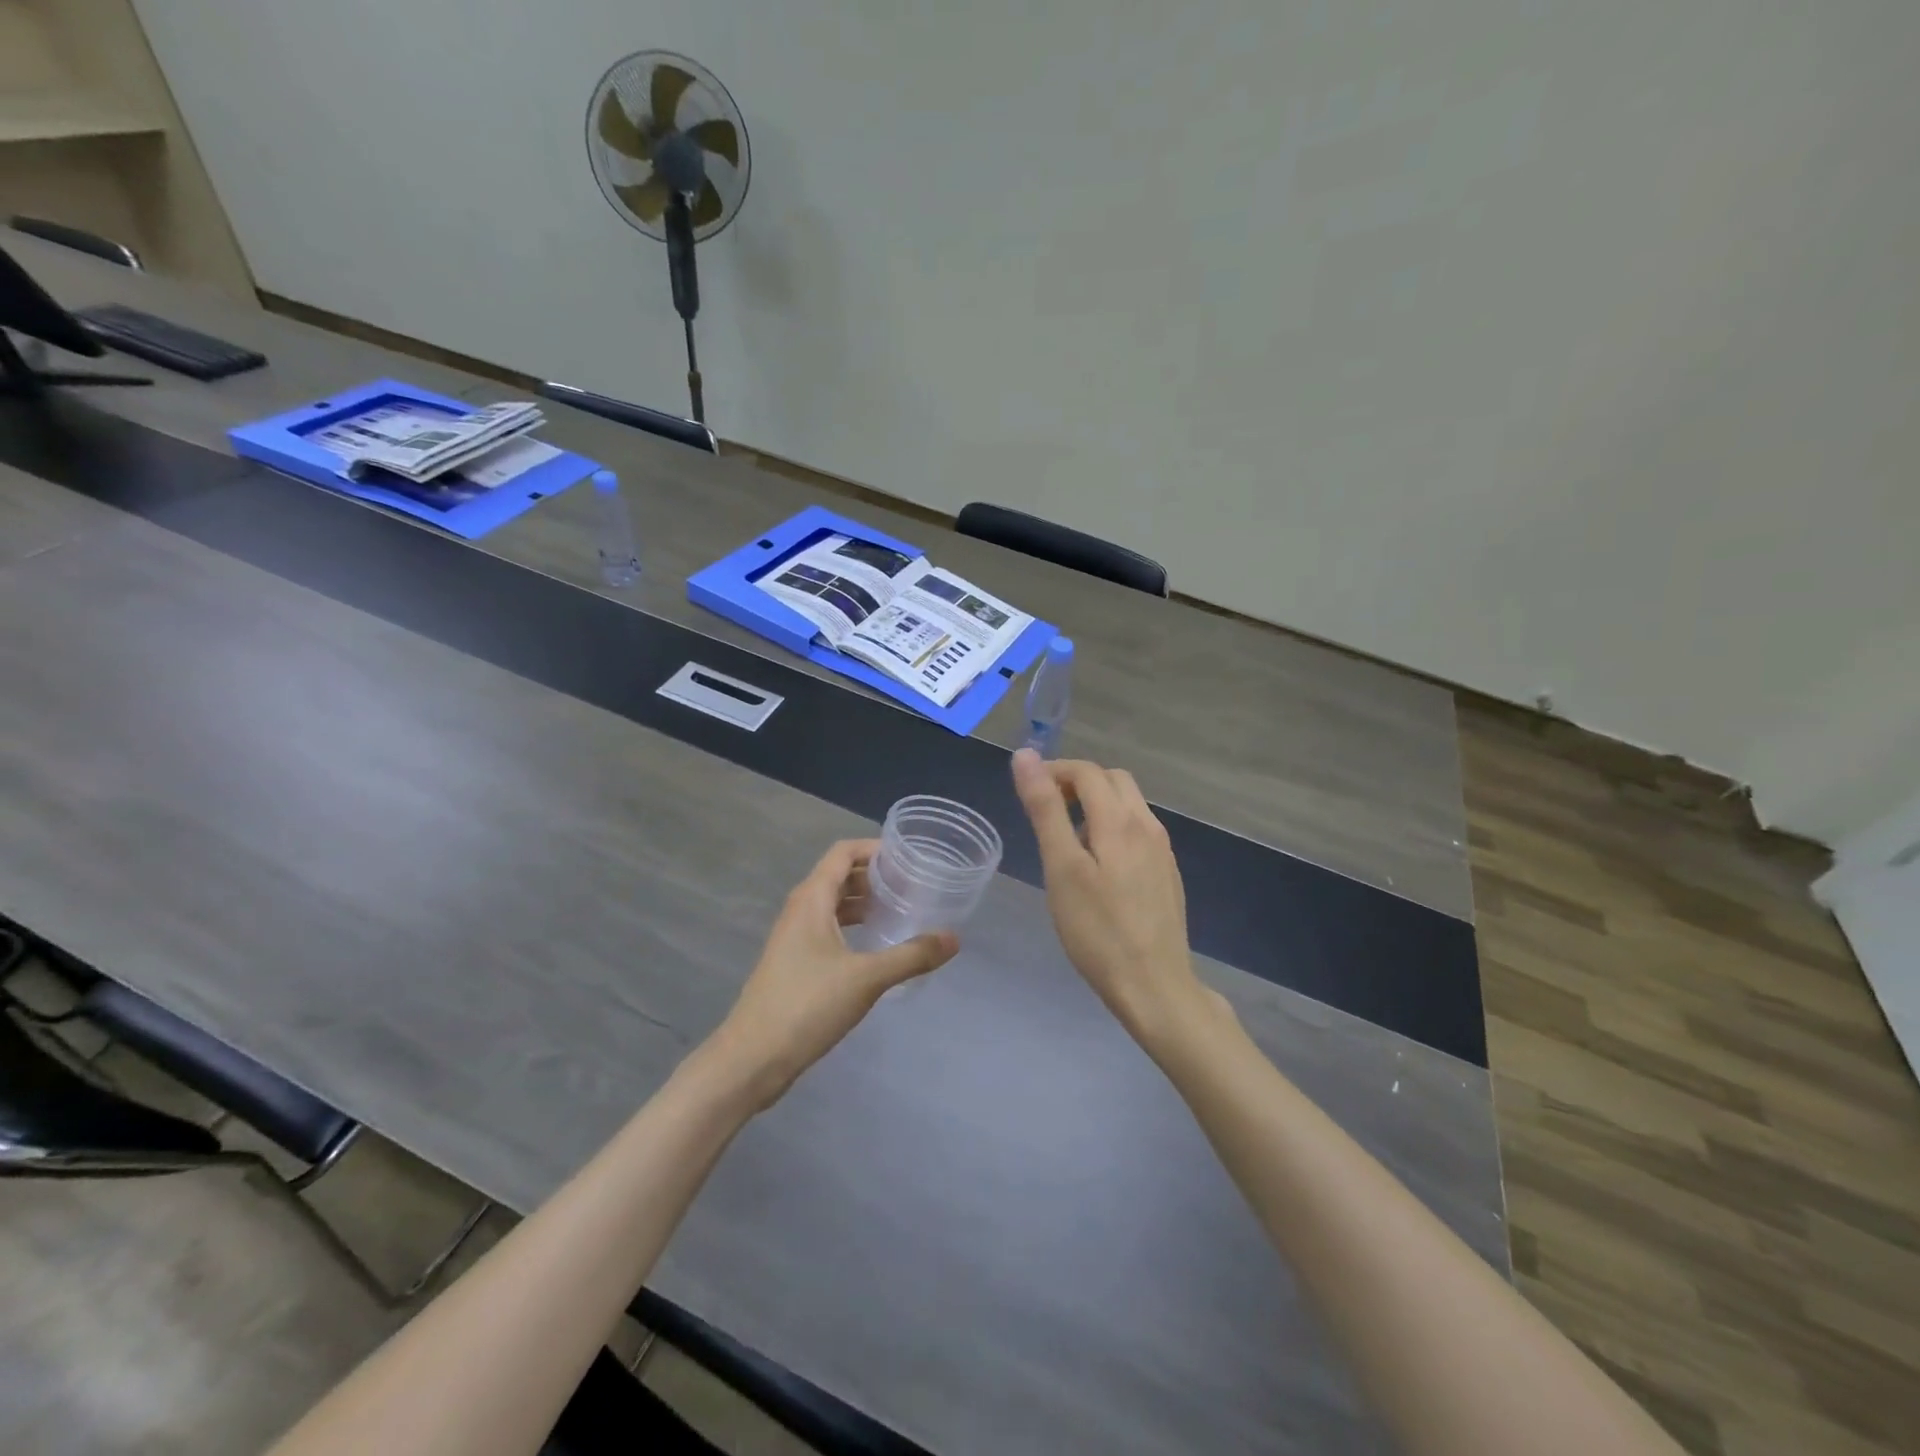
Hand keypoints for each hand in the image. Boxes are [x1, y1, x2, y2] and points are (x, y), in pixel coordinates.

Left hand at [710, 839, 958, 1108]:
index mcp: (812, 899)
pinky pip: (828, 928)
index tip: (908, 857)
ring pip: (834, 904)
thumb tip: (954, 938)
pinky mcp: (794, 962)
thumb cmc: (807, 1005)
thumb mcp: (867, 978)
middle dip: (875, 875)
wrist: (752, 1058)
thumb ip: (912, 956)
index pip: (843, 852)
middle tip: (913, 884)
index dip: (875, 848)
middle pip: (840, 875)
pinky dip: (853, 926)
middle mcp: (800, 909)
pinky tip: (876, 945)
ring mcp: (794, 936)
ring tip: (901, 910)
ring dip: (864, 902)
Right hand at [1011, 749, 1220, 1047]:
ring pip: (1128, 805)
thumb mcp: (1061, 868)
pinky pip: (1138, 831)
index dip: (1054, 771)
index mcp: (1120, 820)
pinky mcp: (1167, 873)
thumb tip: (1026, 756)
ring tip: (1067, 843)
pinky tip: (1098, 868)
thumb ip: (1045, 809)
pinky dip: (1112, 828)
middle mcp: (1148, 826)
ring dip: (1096, 805)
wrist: (1154, 986)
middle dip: (1077, 784)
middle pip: (1113, 781)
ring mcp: (1162, 851)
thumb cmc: (1097, 930)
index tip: (1026, 792)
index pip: (1087, 771)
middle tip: (1047, 813)